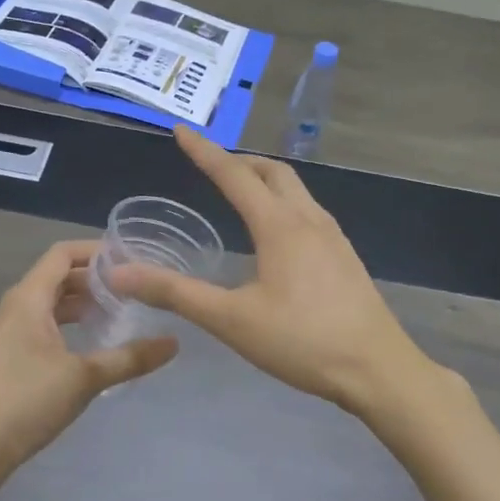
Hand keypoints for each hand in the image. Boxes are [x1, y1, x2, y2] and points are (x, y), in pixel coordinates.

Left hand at [0, 241, 177, 500]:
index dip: (98, 251)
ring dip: (87, 304)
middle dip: (98, 279)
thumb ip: (129, 357)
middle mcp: (20, 307)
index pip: (64, 253)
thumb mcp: (84, 378)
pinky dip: (74, 327)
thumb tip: (174, 342)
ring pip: (55, 305)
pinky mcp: (14, 359)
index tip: (134, 259)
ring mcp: (14, 334)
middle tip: (139, 288)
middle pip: (61, 277)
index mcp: (30, 298)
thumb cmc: (23, 402)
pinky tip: (99, 345)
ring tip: (126, 313)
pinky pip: (49, 328)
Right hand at [110, 126, 445, 424]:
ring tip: (240, 194)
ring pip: (295, 190)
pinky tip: (277, 235)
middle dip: (239, 161)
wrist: (378, 369)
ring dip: (264, 180)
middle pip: (272, 171)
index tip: (181, 131)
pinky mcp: (345, 256)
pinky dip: (283, 203)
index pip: (234, 174)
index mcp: (279, 225)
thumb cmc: (302, 341)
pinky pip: (309, 211)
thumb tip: (120, 273)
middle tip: (210, 167)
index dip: (204, 151)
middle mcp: (309, 219)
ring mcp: (333, 236)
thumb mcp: (232, 320)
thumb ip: (176, 294)